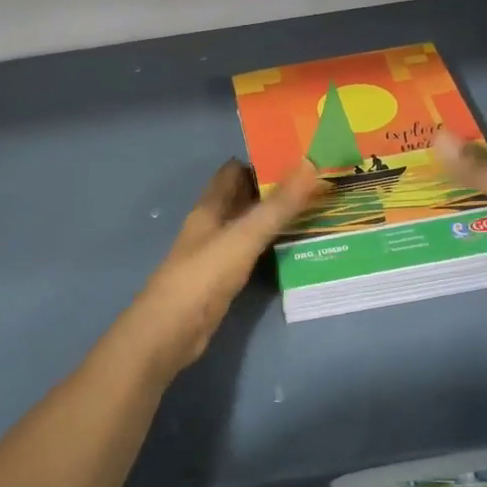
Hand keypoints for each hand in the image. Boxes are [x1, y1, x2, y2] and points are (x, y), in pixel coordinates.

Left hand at [115, 160, 323, 377]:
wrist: (170, 332)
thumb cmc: (203, 277)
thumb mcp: (244, 237)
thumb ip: (277, 205)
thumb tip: (309, 163)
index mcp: (209, 208)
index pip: (233, 171)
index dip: (261, 160)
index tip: (298, 155)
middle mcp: (211, 225)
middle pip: (242, 197)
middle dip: (273, 187)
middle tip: (316, 181)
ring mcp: (216, 253)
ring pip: (248, 225)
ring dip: (274, 216)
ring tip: (314, 209)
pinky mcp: (223, 280)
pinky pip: (251, 252)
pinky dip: (270, 245)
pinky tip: (294, 247)